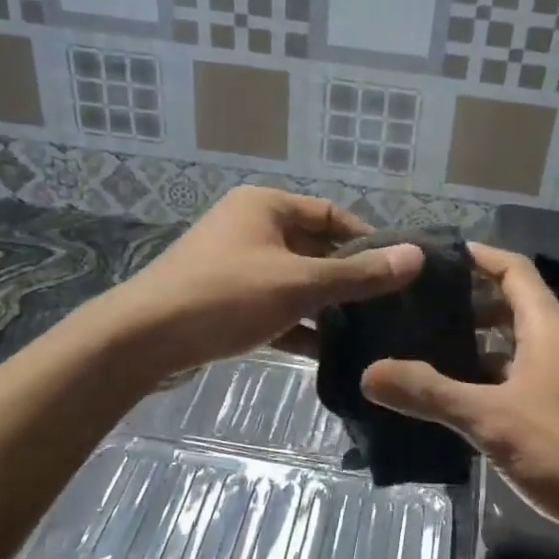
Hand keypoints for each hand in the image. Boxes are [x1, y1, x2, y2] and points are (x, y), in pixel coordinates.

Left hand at [103, 186, 422, 378]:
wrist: (141, 340)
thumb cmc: (225, 296)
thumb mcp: (299, 283)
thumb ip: (358, 273)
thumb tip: (417, 256)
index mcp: (266, 207)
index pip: (331, 214)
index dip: (368, 239)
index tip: (398, 271)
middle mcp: (251, 228)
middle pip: (315, 248)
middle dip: (348, 277)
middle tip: (390, 306)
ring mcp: (236, 266)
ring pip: (295, 281)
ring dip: (325, 304)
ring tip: (368, 331)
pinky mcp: (225, 301)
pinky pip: (273, 306)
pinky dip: (297, 324)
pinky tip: (328, 352)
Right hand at [361, 244, 558, 541]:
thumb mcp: (492, 419)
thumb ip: (430, 394)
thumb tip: (368, 372)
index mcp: (547, 327)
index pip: (513, 268)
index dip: (477, 255)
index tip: (434, 256)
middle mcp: (557, 343)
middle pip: (510, 304)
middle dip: (466, 301)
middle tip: (416, 306)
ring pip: (512, 344)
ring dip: (474, 342)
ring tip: (424, 347)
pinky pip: (517, 376)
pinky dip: (487, 376)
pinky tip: (456, 396)